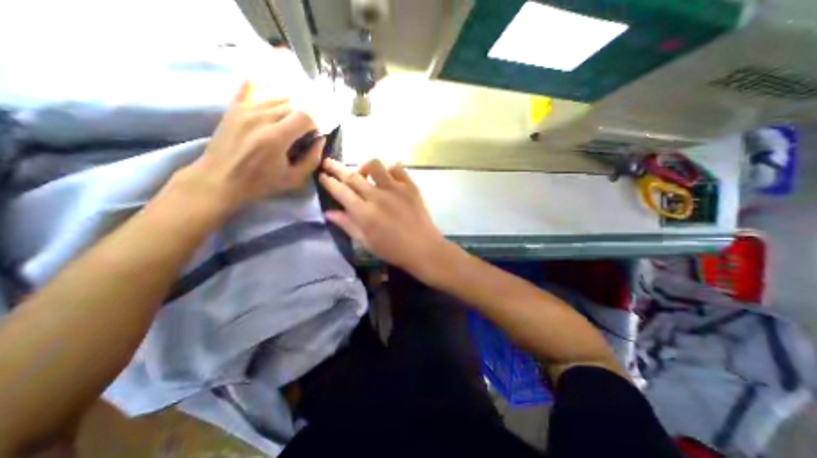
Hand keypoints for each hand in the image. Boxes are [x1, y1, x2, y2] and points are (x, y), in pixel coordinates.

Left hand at [171, 80, 324, 216]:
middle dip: (302, 119)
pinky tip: (271, 105)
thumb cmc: (260, 183)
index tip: (313, 135)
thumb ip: (312, 159)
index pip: (304, 116)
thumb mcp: (294, 178)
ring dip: (288, 110)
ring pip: (276, 99)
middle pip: (292, 106)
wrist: (219, 180)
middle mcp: (260, 117)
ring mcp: (243, 109)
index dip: (314, 124)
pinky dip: (267, 96)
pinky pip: (252, 91)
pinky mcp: (233, 108)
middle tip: (301, 133)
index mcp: (275, 137)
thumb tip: (320, 140)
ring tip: (287, 125)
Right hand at [319, 157, 446, 275]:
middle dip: (337, 168)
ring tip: (364, 174)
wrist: (423, 248)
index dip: (329, 182)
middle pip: (352, 176)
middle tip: (329, 162)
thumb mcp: (366, 242)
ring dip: (364, 166)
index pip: (341, 191)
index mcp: (364, 213)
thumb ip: (347, 225)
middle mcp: (377, 196)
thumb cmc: (393, 250)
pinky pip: (397, 168)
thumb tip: (329, 212)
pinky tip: (388, 177)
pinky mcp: (410, 186)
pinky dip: (390, 169)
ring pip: (375, 165)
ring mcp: (395, 188)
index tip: (322, 175)